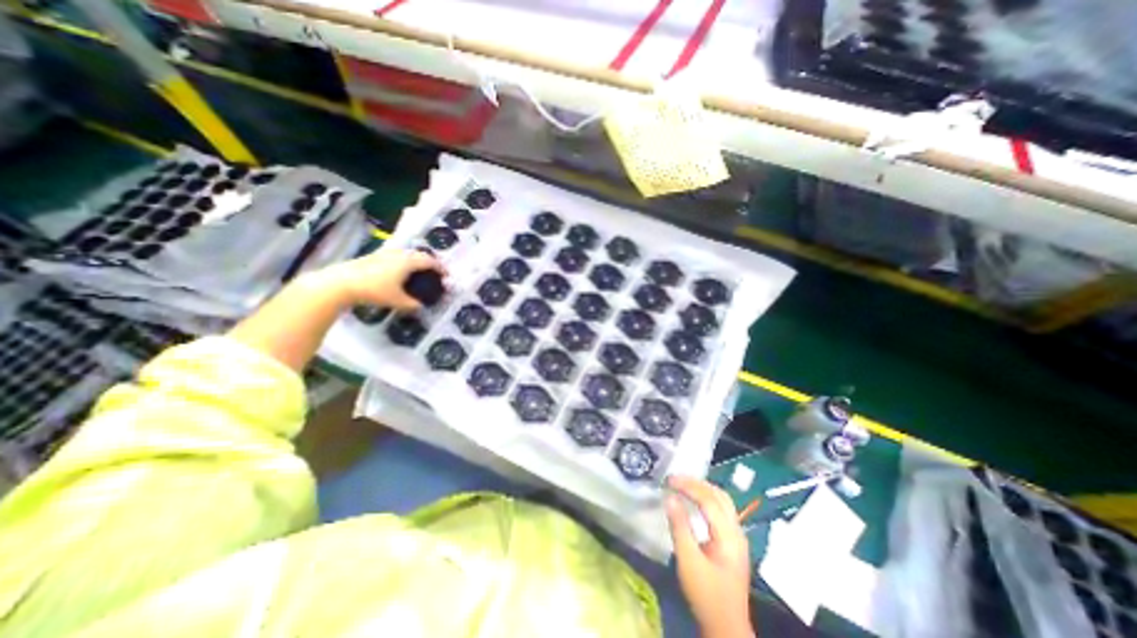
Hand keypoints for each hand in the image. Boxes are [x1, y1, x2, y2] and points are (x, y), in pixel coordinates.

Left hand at [323, 247, 445, 308]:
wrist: (341, 282)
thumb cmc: (374, 290)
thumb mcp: (397, 301)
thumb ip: (412, 304)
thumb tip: (421, 307)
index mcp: (408, 262)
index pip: (430, 261)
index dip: (440, 268)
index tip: (446, 275)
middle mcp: (399, 254)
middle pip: (419, 255)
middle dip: (429, 263)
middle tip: (434, 273)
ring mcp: (385, 253)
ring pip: (407, 254)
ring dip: (416, 261)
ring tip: (418, 272)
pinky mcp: (374, 256)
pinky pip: (397, 256)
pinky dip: (404, 262)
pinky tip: (399, 272)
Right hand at [668, 473, 752, 637]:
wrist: (726, 627)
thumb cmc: (706, 595)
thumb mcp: (688, 561)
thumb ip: (679, 527)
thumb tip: (669, 497)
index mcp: (729, 536)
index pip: (709, 500)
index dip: (688, 486)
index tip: (669, 480)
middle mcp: (737, 531)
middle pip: (719, 495)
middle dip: (696, 483)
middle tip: (674, 479)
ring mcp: (737, 536)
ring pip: (722, 501)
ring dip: (702, 488)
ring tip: (682, 485)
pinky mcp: (733, 541)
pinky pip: (721, 509)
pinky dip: (706, 498)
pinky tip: (694, 500)